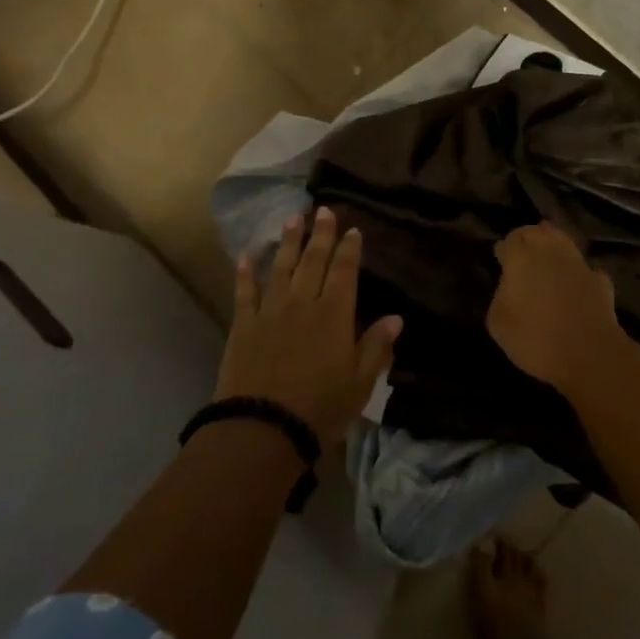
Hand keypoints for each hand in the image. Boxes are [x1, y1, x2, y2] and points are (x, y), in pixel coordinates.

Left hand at [215, 207, 400, 449]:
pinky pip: (245, 292)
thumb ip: (376, 346)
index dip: (350, 249)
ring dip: (288, 242)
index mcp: (334, 314)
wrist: (263, 428)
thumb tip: (396, 317)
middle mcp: (303, 303)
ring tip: (293, 218)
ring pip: (281, 267)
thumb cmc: (320, 408)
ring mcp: (270, 311)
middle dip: (320, 234)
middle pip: (313, 261)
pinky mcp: (243, 325)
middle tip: (323, 210)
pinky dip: (245, 272)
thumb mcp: (360, 382)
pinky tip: (247, 256)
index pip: (345, 272)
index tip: (353, 229)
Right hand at [486, 222, 622, 392]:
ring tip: (548, 262)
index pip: (511, 239)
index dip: (505, 249)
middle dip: (529, 238)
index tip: (501, 260)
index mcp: (522, 257)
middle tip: (522, 255)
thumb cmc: (535, 338)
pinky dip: (578, 273)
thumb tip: (509, 285)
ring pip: (564, 243)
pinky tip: (576, 284)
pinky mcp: (601, 281)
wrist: (589, 355)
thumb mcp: (498, 322)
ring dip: (555, 248)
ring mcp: (579, 264)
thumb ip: (501, 295)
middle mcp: (551, 251)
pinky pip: (585, 270)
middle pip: (538, 232)